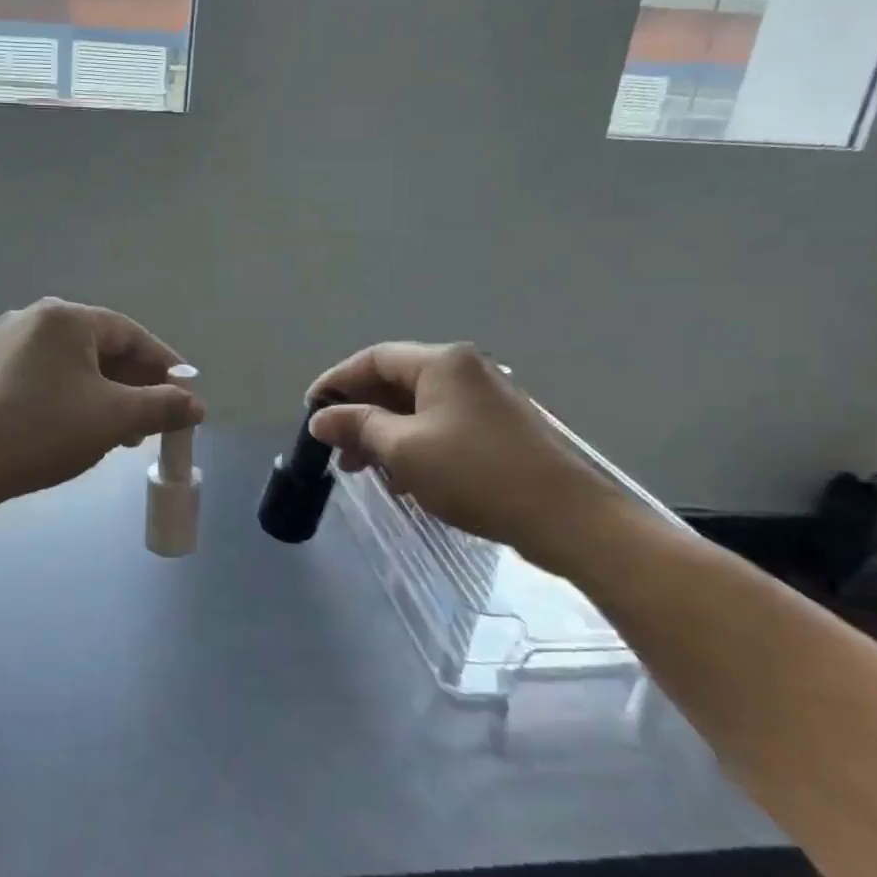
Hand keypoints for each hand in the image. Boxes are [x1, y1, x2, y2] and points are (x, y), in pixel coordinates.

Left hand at [0, 299, 204, 510]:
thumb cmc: (42, 430)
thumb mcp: (114, 419)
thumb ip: (163, 407)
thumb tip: (196, 405)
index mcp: (65, 317)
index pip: (131, 334)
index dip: (164, 365)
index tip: (186, 394)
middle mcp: (33, 318)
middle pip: (101, 347)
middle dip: (134, 384)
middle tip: (155, 419)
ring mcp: (4, 343)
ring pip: (73, 365)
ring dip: (105, 395)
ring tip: (123, 433)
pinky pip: (46, 377)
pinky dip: (73, 398)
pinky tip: (79, 429)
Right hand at [307, 342, 616, 562]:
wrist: (567, 517)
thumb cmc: (476, 474)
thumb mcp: (404, 449)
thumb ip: (357, 426)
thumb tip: (320, 418)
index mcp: (441, 363)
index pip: (374, 359)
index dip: (336, 381)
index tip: (310, 409)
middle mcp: (464, 370)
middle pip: (395, 381)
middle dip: (359, 413)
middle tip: (335, 449)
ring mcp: (485, 399)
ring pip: (417, 407)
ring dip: (384, 434)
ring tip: (362, 470)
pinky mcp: (497, 428)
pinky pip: (440, 426)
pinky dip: (413, 445)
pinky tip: (402, 479)